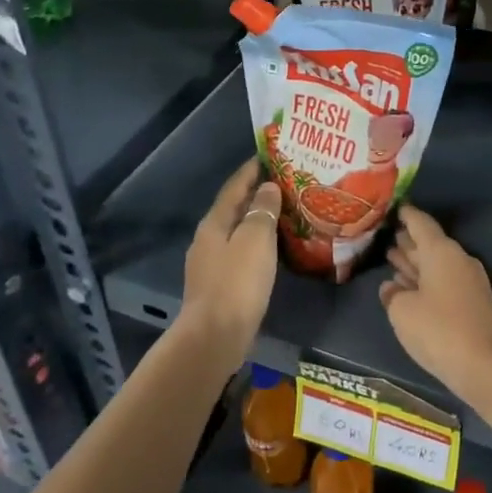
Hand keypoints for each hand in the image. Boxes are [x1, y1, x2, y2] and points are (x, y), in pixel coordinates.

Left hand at [180, 160, 281, 366]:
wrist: (215, 337)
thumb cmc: (237, 283)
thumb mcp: (255, 240)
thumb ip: (262, 211)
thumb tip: (267, 188)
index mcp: (214, 223)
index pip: (234, 187)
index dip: (250, 170)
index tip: (269, 155)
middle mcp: (208, 239)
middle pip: (233, 208)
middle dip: (255, 194)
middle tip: (283, 183)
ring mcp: (210, 264)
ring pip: (236, 231)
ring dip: (256, 219)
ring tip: (283, 212)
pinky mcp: (219, 285)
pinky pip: (240, 252)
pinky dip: (256, 243)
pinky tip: (272, 248)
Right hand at [379, 206, 491, 400]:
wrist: (487, 366)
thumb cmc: (439, 330)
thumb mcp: (403, 312)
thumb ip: (392, 295)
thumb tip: (391, 288)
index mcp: (441, 252)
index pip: (421, 223)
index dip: (407, 215)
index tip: (395, 208)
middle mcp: (458, 260)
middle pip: (430, 244)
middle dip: (409, 241)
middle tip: (388, 236)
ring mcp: (469, 282)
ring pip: (437, 265)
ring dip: (416, 263)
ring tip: (393, 258)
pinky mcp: (473, 304)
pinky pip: (444, 283)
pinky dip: (426, 281)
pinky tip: (410, 289)